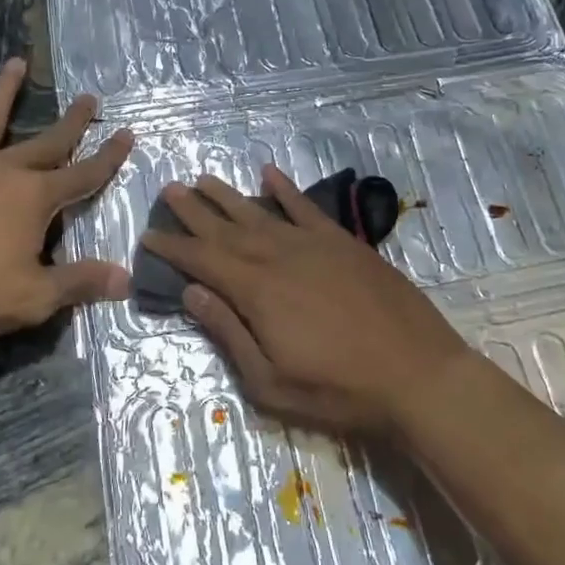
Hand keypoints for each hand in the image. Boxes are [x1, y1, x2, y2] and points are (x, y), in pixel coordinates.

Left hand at [0, 59, 132, 349]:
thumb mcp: (35, 297)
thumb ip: (81, 282)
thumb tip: (127, 277)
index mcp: (34, 198)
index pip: (84, 174)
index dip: (109, 157)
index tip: (127, 134)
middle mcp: (3, 170)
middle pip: (46, 141)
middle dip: (72, 121)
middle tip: (88, 98)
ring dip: (4, 92)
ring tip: (16, 63)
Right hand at [142, 166, 477, 435]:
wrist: (416, 374)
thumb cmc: (338, 390)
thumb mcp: (271, 382)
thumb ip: (229, 332)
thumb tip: (193, 291)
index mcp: (257, 291)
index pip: (203, 260)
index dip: (173, 247)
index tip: (148, 234)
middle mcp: (279, 257)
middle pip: (226, 228)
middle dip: (193, 210)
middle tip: (168, 190)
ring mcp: (314, 245)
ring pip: (260, 211)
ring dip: (228, 195)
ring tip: (202, 178)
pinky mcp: (344, 242)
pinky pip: (307, 207)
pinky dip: (286, 189)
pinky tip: (269, 173)